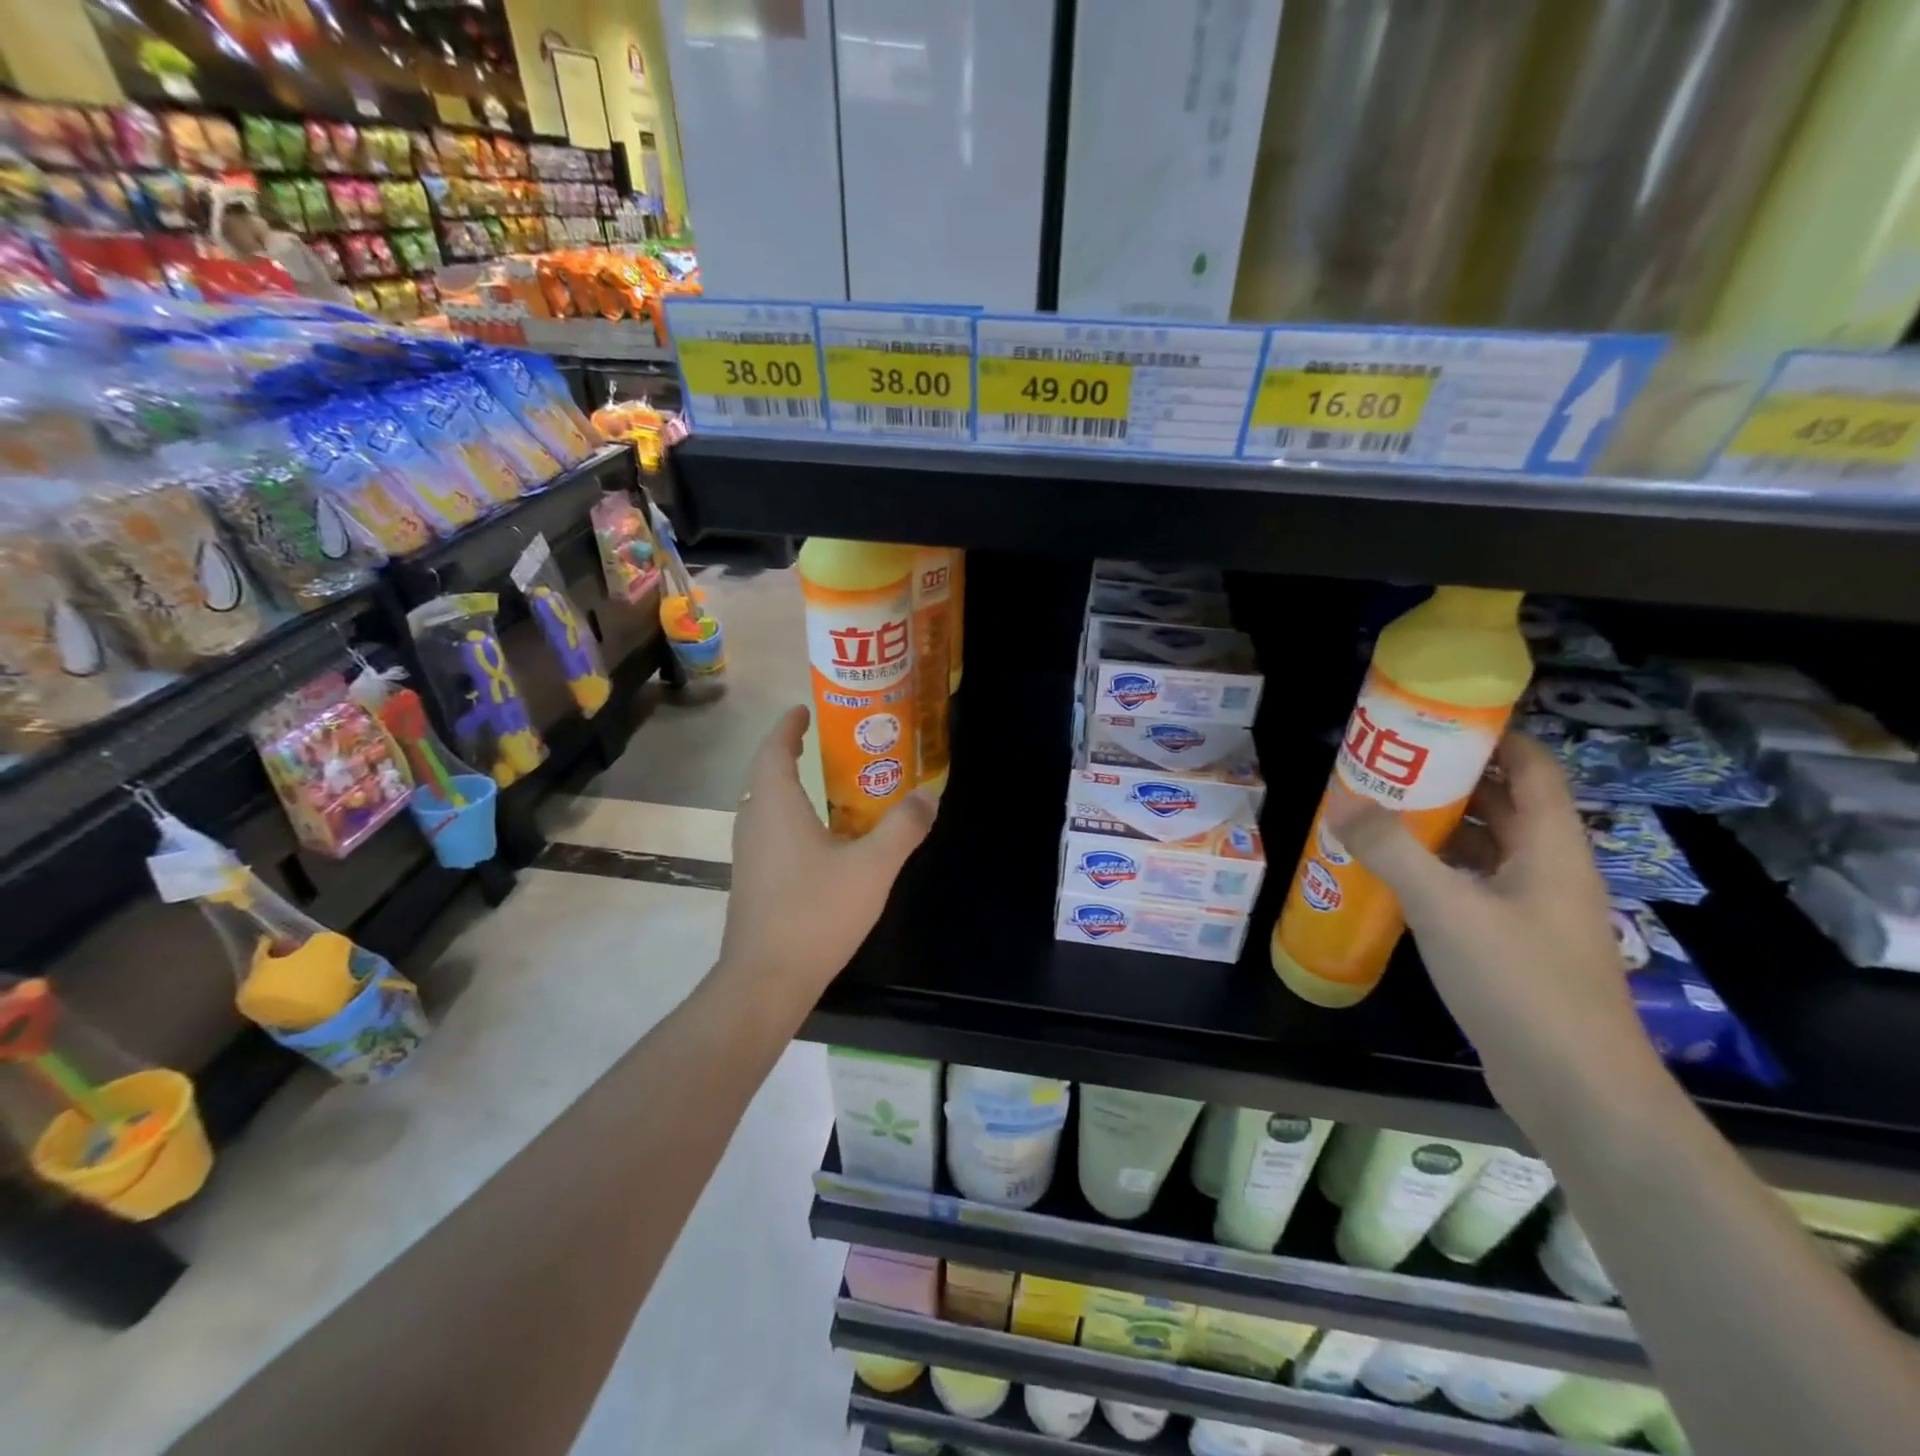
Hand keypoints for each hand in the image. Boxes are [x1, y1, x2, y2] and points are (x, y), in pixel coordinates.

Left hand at [718, 705, 936, 1013]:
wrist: (766, 979)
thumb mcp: (873, 867)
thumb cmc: (816, 912)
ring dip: (789, 785)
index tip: (803, 709)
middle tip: (823, 741)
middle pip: (765, 774)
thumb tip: (928, 796)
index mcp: (775, 805)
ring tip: (827, 783)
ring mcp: (749, 854)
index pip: (774, 749)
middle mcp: (754, 822)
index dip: (788, 726)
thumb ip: (903, 827)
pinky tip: (821, 837)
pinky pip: (770, 830)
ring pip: (766, 804)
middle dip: (790, 752)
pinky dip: (790, 816)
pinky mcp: (753, 880)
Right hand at [1324, 732, 1658, 1109]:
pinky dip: (1437, 869)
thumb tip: (1342, 800)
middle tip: (1388, 762)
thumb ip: (1391, 850)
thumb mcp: (1446, 908)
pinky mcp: (1514, 944)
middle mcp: (1549, 870)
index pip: (1533, 767)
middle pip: (1505, 803)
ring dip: (1440, 824)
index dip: (1494, 736)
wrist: (1576, 1089)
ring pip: (1487, 846)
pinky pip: (1473, 885)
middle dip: (1451, 777)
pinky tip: (1393, 874)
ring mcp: (1533, 910)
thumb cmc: (1520, 983)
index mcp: (1551, 847)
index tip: (1436, 719)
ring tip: (1379, 809)